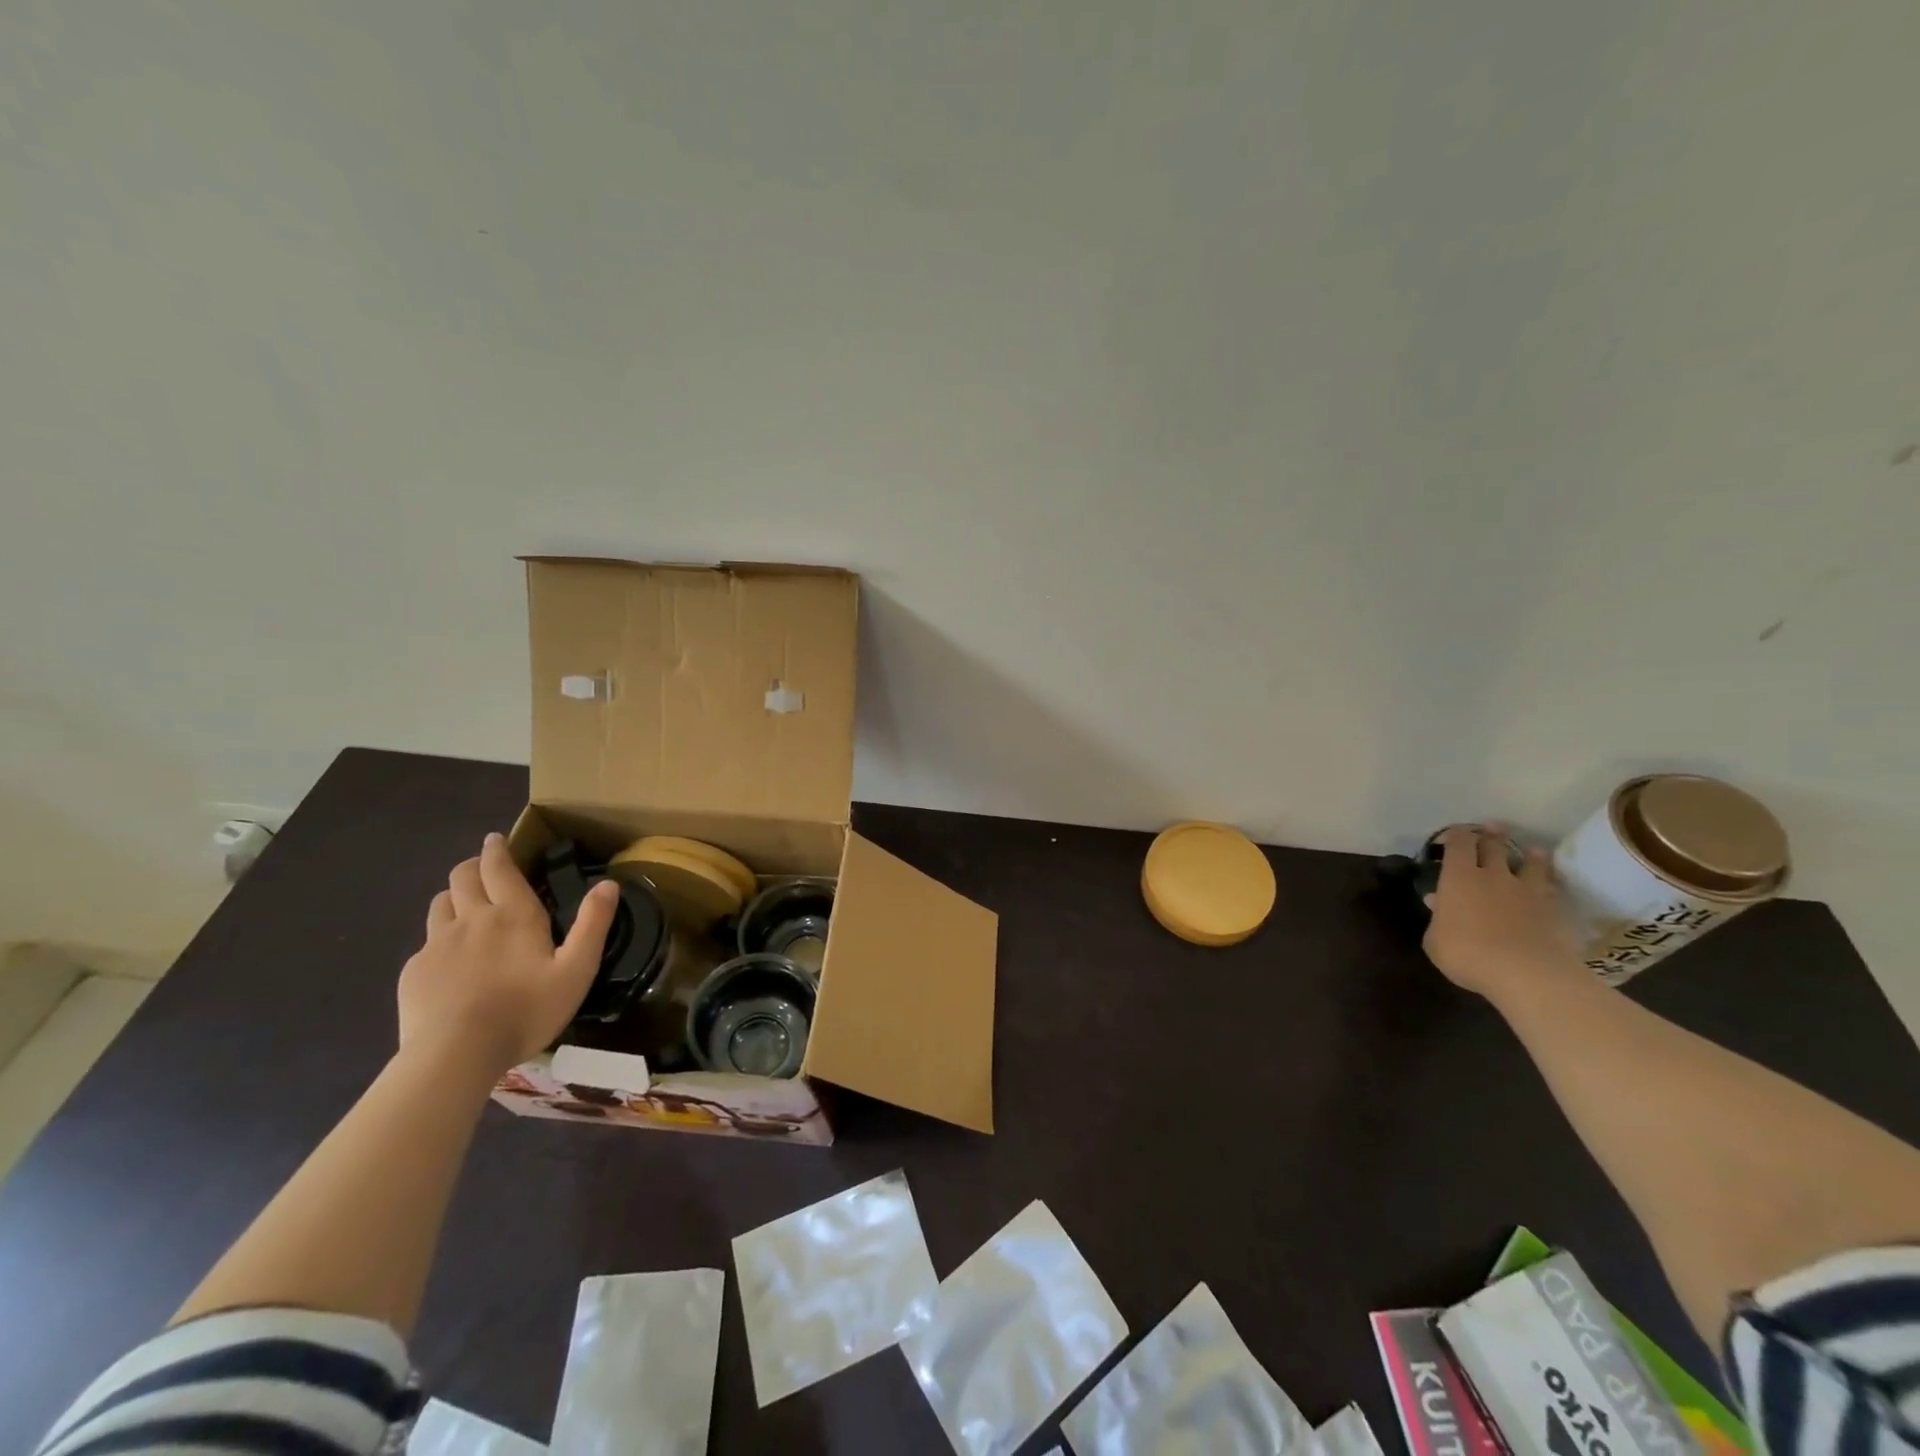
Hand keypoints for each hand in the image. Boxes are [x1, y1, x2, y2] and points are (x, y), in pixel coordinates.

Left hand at [397, 833, 618, 1074]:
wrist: (455, 1055)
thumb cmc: (525, 1010)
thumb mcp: (576, 970)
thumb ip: (593, 924)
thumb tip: (609, 884)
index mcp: (513, 914)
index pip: (499, 868)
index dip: (496, 849)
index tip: (495, 839)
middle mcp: (471, 918)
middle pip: (463, 877)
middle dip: (473, 866)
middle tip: (484, 869)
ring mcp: (436, 944)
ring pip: (440, 903)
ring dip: (454, 896)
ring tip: (465, 907)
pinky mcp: (414, 971)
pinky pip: (426, 942)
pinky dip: (439, 938)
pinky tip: (450, 960)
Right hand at [1422, 824, 1581, 997]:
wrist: (1528, 974)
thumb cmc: (1467, 954)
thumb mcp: (1435, 940)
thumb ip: (1437, 918)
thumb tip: (1437, 901)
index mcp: (1459, 877)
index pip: (1458, 844)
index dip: (1455, 835)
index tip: (1453, 832)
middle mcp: (1493, 875)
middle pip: (1493, 846)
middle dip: (1490, 835)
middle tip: (1492, 827)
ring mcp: (1527, 891)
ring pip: (1530, 863)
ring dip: (1530, 855)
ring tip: (1533, 850)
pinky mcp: (1554, 909)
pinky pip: (1551, 888)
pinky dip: (1549, 883)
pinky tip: (1549, 885)